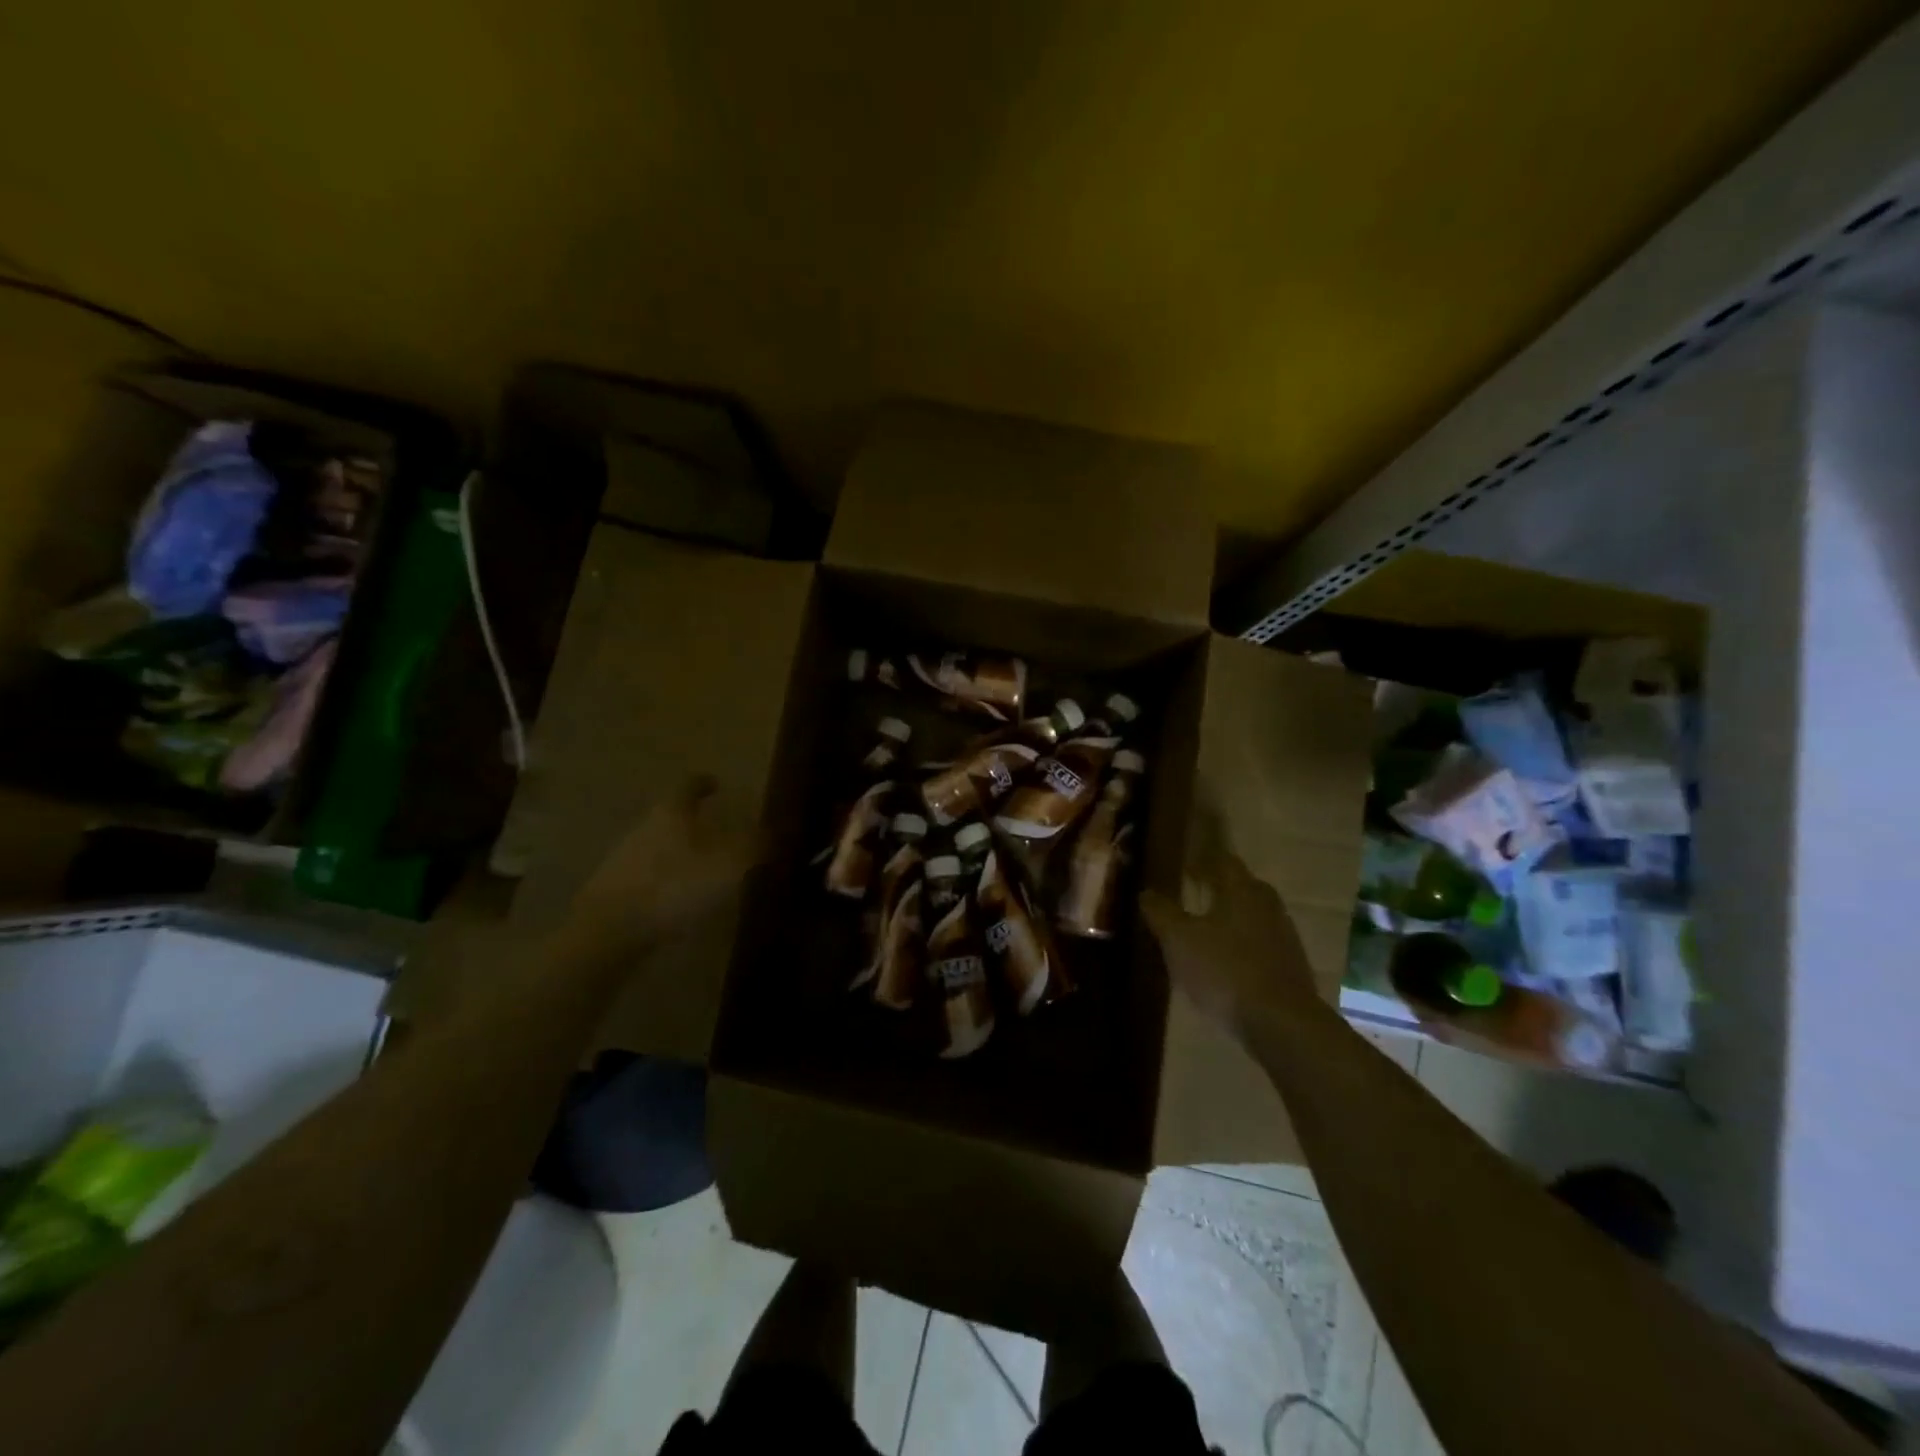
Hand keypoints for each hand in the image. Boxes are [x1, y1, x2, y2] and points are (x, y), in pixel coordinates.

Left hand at [561, 776, 752, 969]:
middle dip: (693, 820)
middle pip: (671, 815)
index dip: (704, 783)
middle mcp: (645, 827)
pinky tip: (680, 898)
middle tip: (718, 829)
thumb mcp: (729, 865)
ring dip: (680, 852)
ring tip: (703, 867)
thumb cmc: (675, 886)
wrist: (610, 931)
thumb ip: (755, 845)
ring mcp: (624, 859)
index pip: (690, 786)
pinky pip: (648, 876)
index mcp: (672, 812)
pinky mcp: (615, 890)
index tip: (716, 784)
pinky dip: (666, 880)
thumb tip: (777, 831)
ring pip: (658, 846)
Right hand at [1142, 851, 1319, 1042]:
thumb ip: (1161, 912)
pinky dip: (1240, 944)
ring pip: (1251, 915)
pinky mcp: (1290, 966)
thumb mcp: (1179, 940)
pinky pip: (1259, 943)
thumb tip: (1146, 892)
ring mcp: (1284, 936)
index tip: (1183, 864)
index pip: (1222, 860)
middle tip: (1189, 892)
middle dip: (1216, 887)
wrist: (1281, 1024)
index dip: (1201, 859)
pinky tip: (1224, 960)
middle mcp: (1268, 904)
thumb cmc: (1225, 971)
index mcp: (1242, 889)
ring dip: (1229, 917)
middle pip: (1240, 886)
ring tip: (1203, 928)